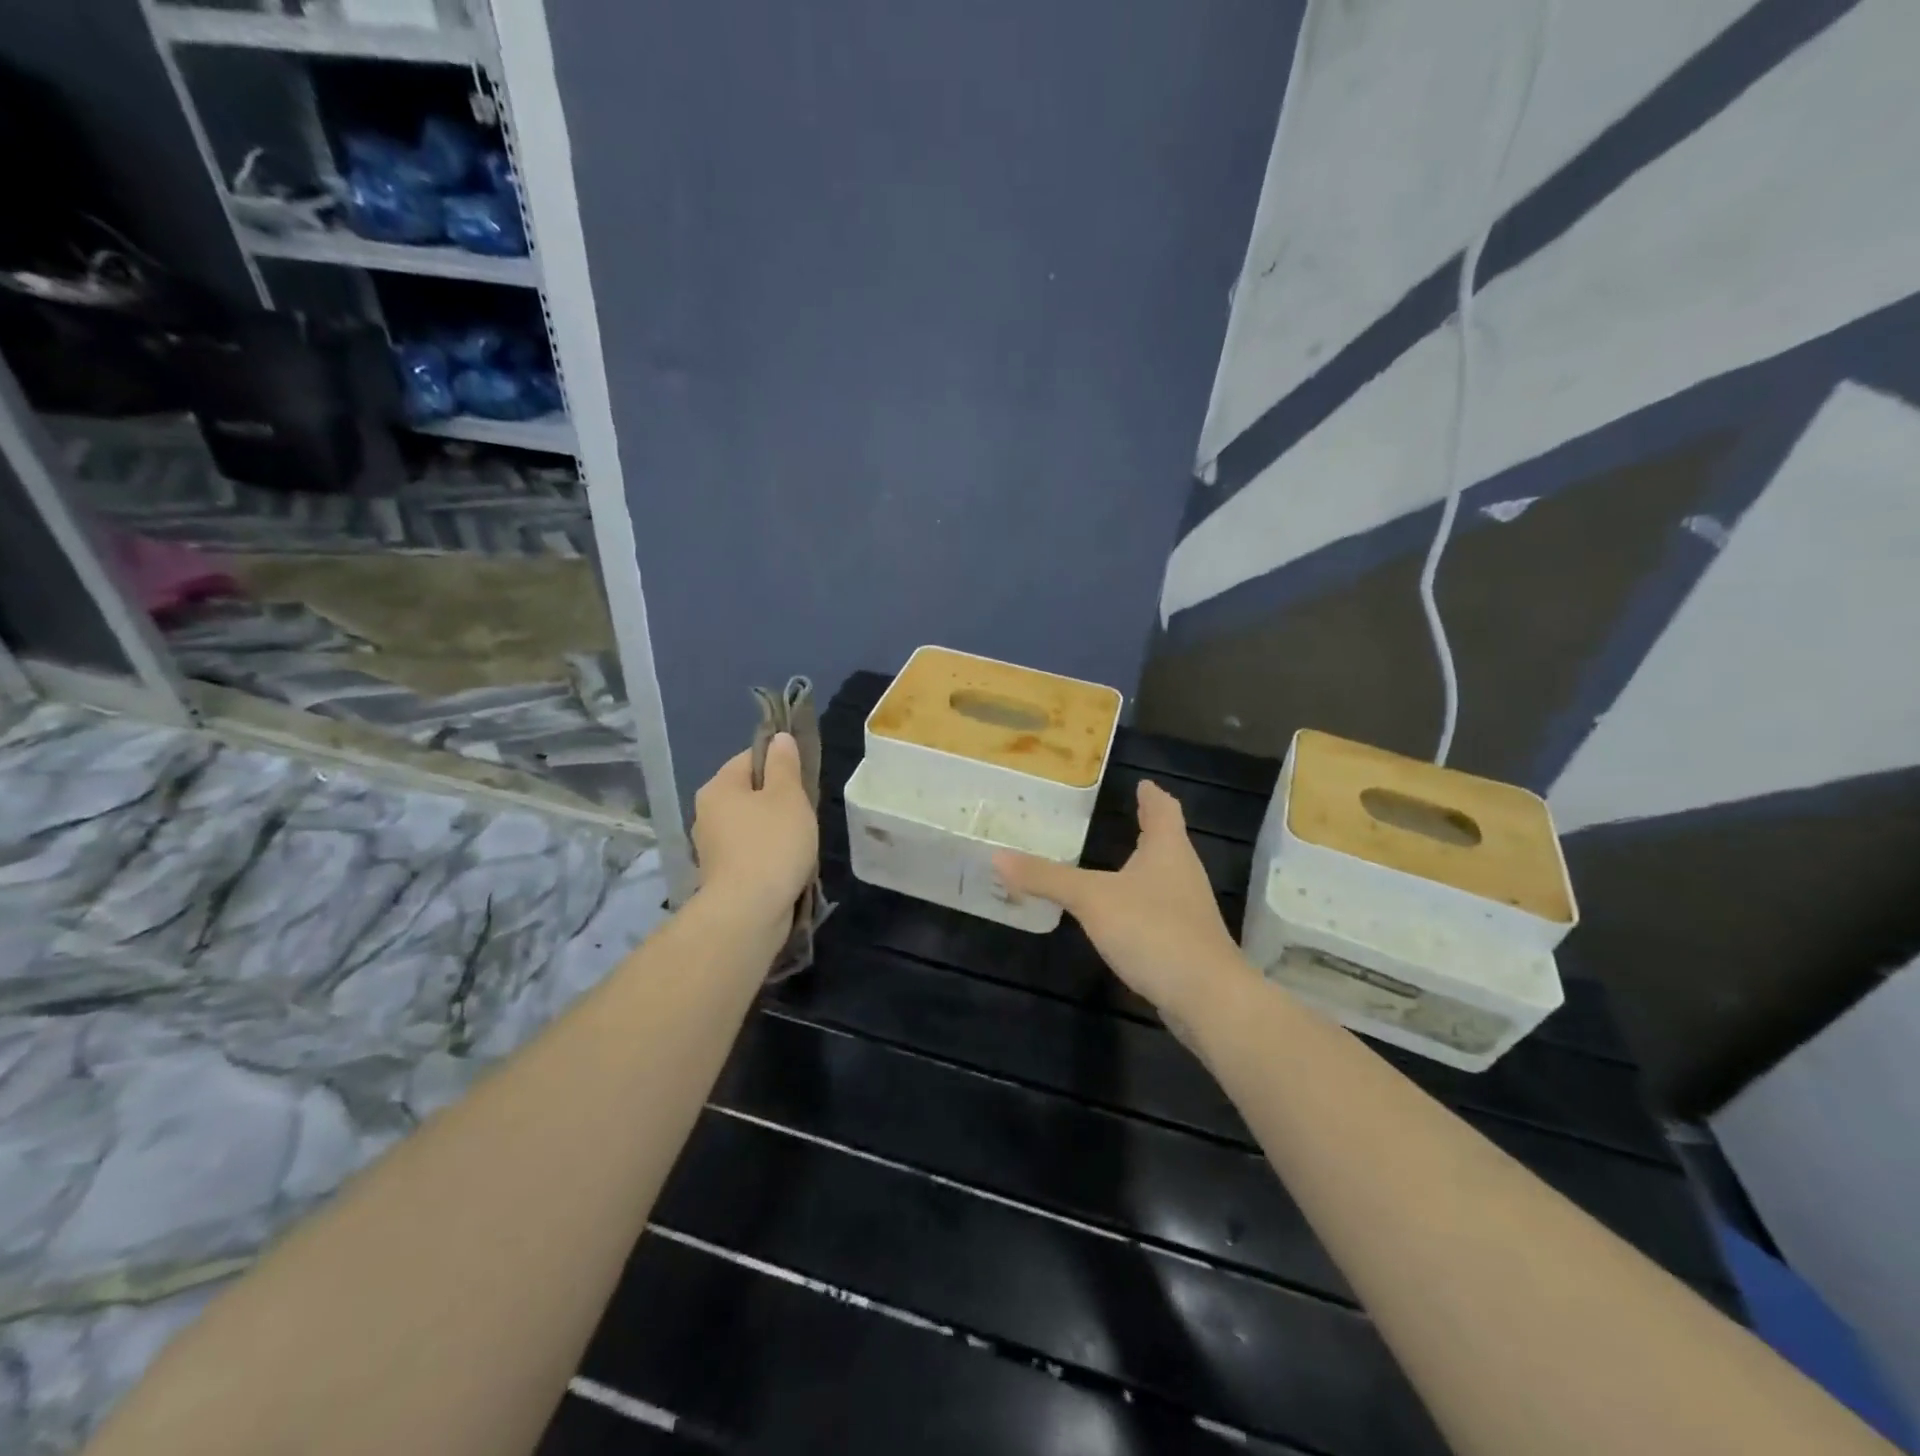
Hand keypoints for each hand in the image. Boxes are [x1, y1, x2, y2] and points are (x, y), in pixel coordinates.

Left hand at [691, 733, 818, 916]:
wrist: (749, 912)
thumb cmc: (771, 844)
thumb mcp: (788, 796)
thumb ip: (785, 764)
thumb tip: (779, 739)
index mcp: (718, 787)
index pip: (750, 757)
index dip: (780, 762)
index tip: (804, 778)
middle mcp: (707, 813)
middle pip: (749, 792)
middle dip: (778, 799)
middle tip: (806, 812)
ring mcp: (711, 847)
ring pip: (750, 824)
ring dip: (774, 829)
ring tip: (800, 842)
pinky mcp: (721, 875)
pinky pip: (749, 852)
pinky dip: (767, 854)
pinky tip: (786, 865)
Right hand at [993, 780, 1254, 1023]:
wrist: (1206, 996)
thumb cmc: (1151, 929)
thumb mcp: (1091, 899)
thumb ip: (1047, 878)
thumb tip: (997, 856)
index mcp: (1167, 849)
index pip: (1163, 809)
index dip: (1151, 795)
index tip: (1142, 783)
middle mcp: (1183, 872)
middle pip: (1168, 840)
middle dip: (1148, 827)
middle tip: (1125, 815)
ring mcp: (1189, 909)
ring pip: (1165, 874)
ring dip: (1145, 865)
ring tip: (1119, 860)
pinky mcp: (1186, 940)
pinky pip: (1161, 907)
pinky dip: (1141, 899)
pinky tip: (1123, 913)